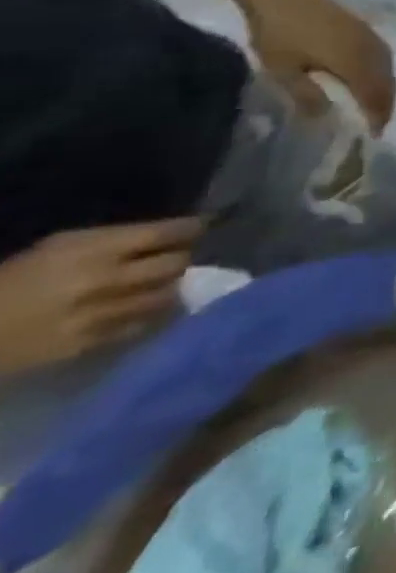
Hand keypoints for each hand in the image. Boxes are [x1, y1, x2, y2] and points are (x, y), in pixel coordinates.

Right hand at [0, 219, 200, 374]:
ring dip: (171, 287)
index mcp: (93, 251)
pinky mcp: (90, 344)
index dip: (191, 229)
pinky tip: (147, 307)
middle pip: (175, 264)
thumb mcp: (62, 246)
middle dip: (183, 258)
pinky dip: (152, 313)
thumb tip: (166, 234)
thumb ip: (117, 239)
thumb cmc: (13, 280)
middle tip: (179, 257)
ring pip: (167, 295)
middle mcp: (104, 280)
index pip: (167, 233)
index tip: (200, 228)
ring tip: (164, 283)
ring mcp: (99, 315)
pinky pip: (143, 324)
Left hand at [240, 0, 395, 130]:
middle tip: (377, 124)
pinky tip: (372, 79)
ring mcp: (371, 38)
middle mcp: (371, 50)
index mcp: (355, 62)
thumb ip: (306, 94)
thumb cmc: (277, 33)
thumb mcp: (281, 69)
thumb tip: (325, 116)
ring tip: (376, 105)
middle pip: (387, 82)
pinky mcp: (366, 30)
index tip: (373, 134)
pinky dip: (383, 73)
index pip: (375, 95)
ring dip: (386, 89)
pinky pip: (384, 57)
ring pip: (389, 69)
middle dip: (385, 105)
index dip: (377, 115)